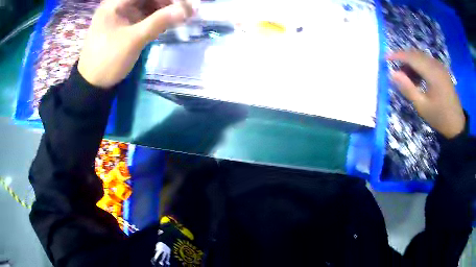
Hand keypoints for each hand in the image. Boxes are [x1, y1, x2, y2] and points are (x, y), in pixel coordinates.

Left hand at [78, 0, 193, 87]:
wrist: (92, 84)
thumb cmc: (107, 60)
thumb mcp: (133, 40)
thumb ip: (159, 22)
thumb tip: (185, 10)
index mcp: (115, 3)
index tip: (183, 5)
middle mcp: (118, 5)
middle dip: (167, 2)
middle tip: (185, 12)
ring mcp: (122, 15)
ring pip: (148, 5)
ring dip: (164, 10)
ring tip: (179, 17)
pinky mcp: (125, 25)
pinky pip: (144, 16)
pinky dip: (157, 18)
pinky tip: (167, 23)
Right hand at [388, 50, 464, 138]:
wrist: (457, 125)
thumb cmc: (440, 117)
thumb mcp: (422, 106)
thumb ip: (407, 89)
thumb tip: (393, 74)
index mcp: (432, 73)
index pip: (411, 57)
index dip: (397, 55)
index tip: (385, 58)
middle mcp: (436, 65)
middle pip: (416, 54)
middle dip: (404, 58)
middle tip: (395, 70)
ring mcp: (440, 67)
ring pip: (421, 57)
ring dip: (411, 62)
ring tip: (406, 77)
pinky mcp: (442, 71)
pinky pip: (427, 61)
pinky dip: (419, 65)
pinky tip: (417, 77)